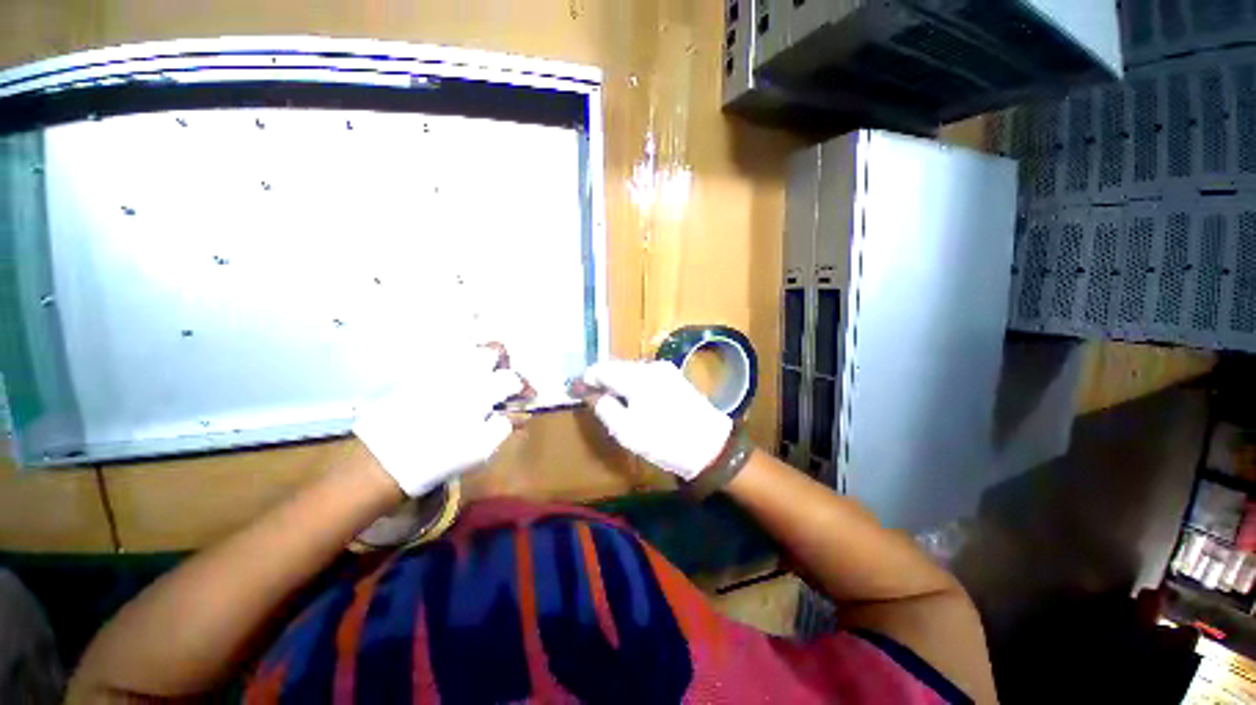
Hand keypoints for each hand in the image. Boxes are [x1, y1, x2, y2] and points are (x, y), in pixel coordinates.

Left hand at [353, 345, 523, 496]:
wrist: (384, 461)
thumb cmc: (440, 457)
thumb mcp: (481, 449)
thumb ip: (504, 427)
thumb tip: (519, 415)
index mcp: (482, 390)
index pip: (512, 378)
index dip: (523, 386)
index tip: (527, 395)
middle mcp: (463, 373)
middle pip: (493, 350)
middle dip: (504, 361)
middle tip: (502, 378)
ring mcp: (439, 371)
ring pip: (468, 348)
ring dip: (481, 359)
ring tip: (480, 376)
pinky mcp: (418, 375)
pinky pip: (443, 357)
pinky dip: (456, 362)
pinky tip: (455, 380)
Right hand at [582, 360, 732, 480]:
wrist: (712, 446)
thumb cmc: (666, 442)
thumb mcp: (627, 432)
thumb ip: (604, 408)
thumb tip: (591, 393)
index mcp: (637, 377)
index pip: (602, 369)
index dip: (586, 379)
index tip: (576, 390)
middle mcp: (650, 366)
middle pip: (616, 367)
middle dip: (602, 380)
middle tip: (592, 398)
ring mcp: (665, 369)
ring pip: (631, 370)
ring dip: (618, 382)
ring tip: (613, 401)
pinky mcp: (674, 376)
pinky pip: (645, 375)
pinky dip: (633, 384)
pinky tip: (634, 400)